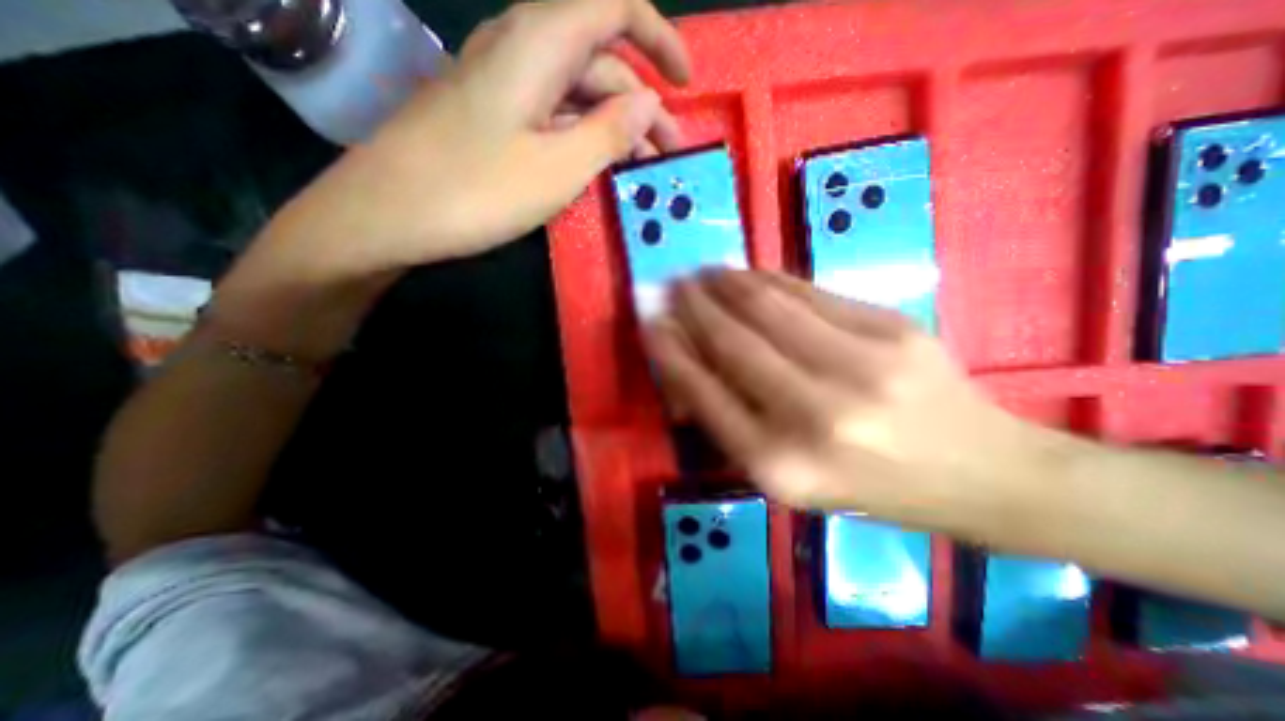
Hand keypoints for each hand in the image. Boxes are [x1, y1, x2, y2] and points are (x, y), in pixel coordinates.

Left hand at [261, 0, 693, 276]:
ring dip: (614, 124)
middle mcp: (521, 47)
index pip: (614, 7)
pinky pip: (551, 111)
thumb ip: (610, 132)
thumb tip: (648, 102)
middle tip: (668, 154)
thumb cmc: (477, 191)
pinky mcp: (493, 112)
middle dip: (642, 104)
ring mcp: (503, 82)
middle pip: (600, 60)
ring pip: (576, 90)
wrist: (390, 212)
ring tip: (639, 167)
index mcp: (539, 43)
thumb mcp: (559, 169)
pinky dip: (582, 133)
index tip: (686, 84)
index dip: (659, 37)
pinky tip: (595, 164)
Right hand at [649, 273, 1046, 530]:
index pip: (704, 392)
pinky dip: (768, 279)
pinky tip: (746, 274)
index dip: (671, 351)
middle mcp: (813, 415)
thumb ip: (732, 423)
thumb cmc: (869, 487)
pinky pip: (809, 293)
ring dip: (723, 284)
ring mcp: (859, 366)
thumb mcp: (789, 478)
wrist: (980, 473)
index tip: (651, 323)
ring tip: (701, 273)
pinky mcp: (892, 329)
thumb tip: (686, 365)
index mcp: (780, 466)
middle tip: (670, 286)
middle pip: (732, 342)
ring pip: (767, 307)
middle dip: (692, 308)